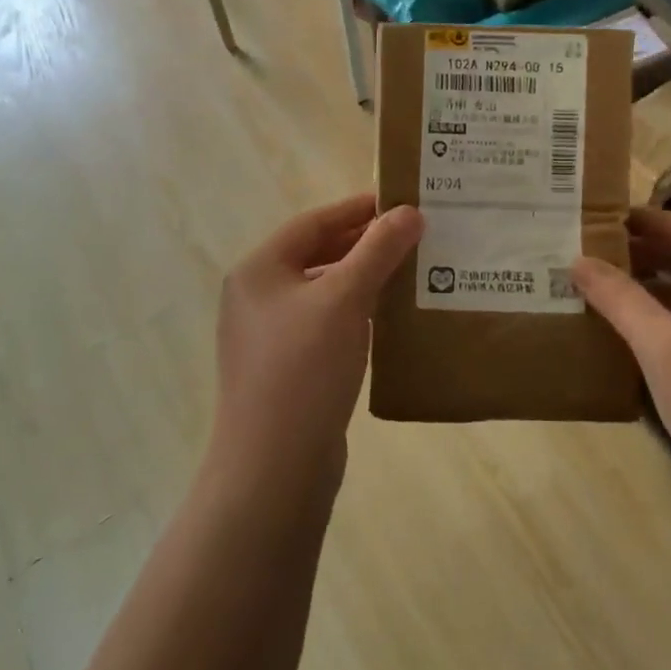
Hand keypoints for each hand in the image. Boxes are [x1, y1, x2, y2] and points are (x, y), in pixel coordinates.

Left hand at [211, 194, 423, 489]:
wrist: (274, 466)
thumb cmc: (304, 368)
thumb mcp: (344, 300)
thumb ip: (377, 251)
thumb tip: (410, 212)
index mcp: (259, 270)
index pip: (313, 223)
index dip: (357, 209)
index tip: (401, 203)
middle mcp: (257, 297)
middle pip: (317, 255)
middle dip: (364, 244)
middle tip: (413, 236)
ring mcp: (269, 336)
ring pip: (324, 292)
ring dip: (363, 279)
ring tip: (410, 272)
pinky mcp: (287, 369)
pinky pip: (326, 325)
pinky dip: (356, 314)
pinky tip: (390, 318)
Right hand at [572, 209, 670, 555]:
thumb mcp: (664, 348)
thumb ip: (621, 300)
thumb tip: (579, 260)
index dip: (652, 220)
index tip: (605, 219)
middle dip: (647, 255)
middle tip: (594, 254)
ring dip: (651, 292)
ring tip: (601, 293)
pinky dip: (662, 328)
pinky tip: (628, 345)